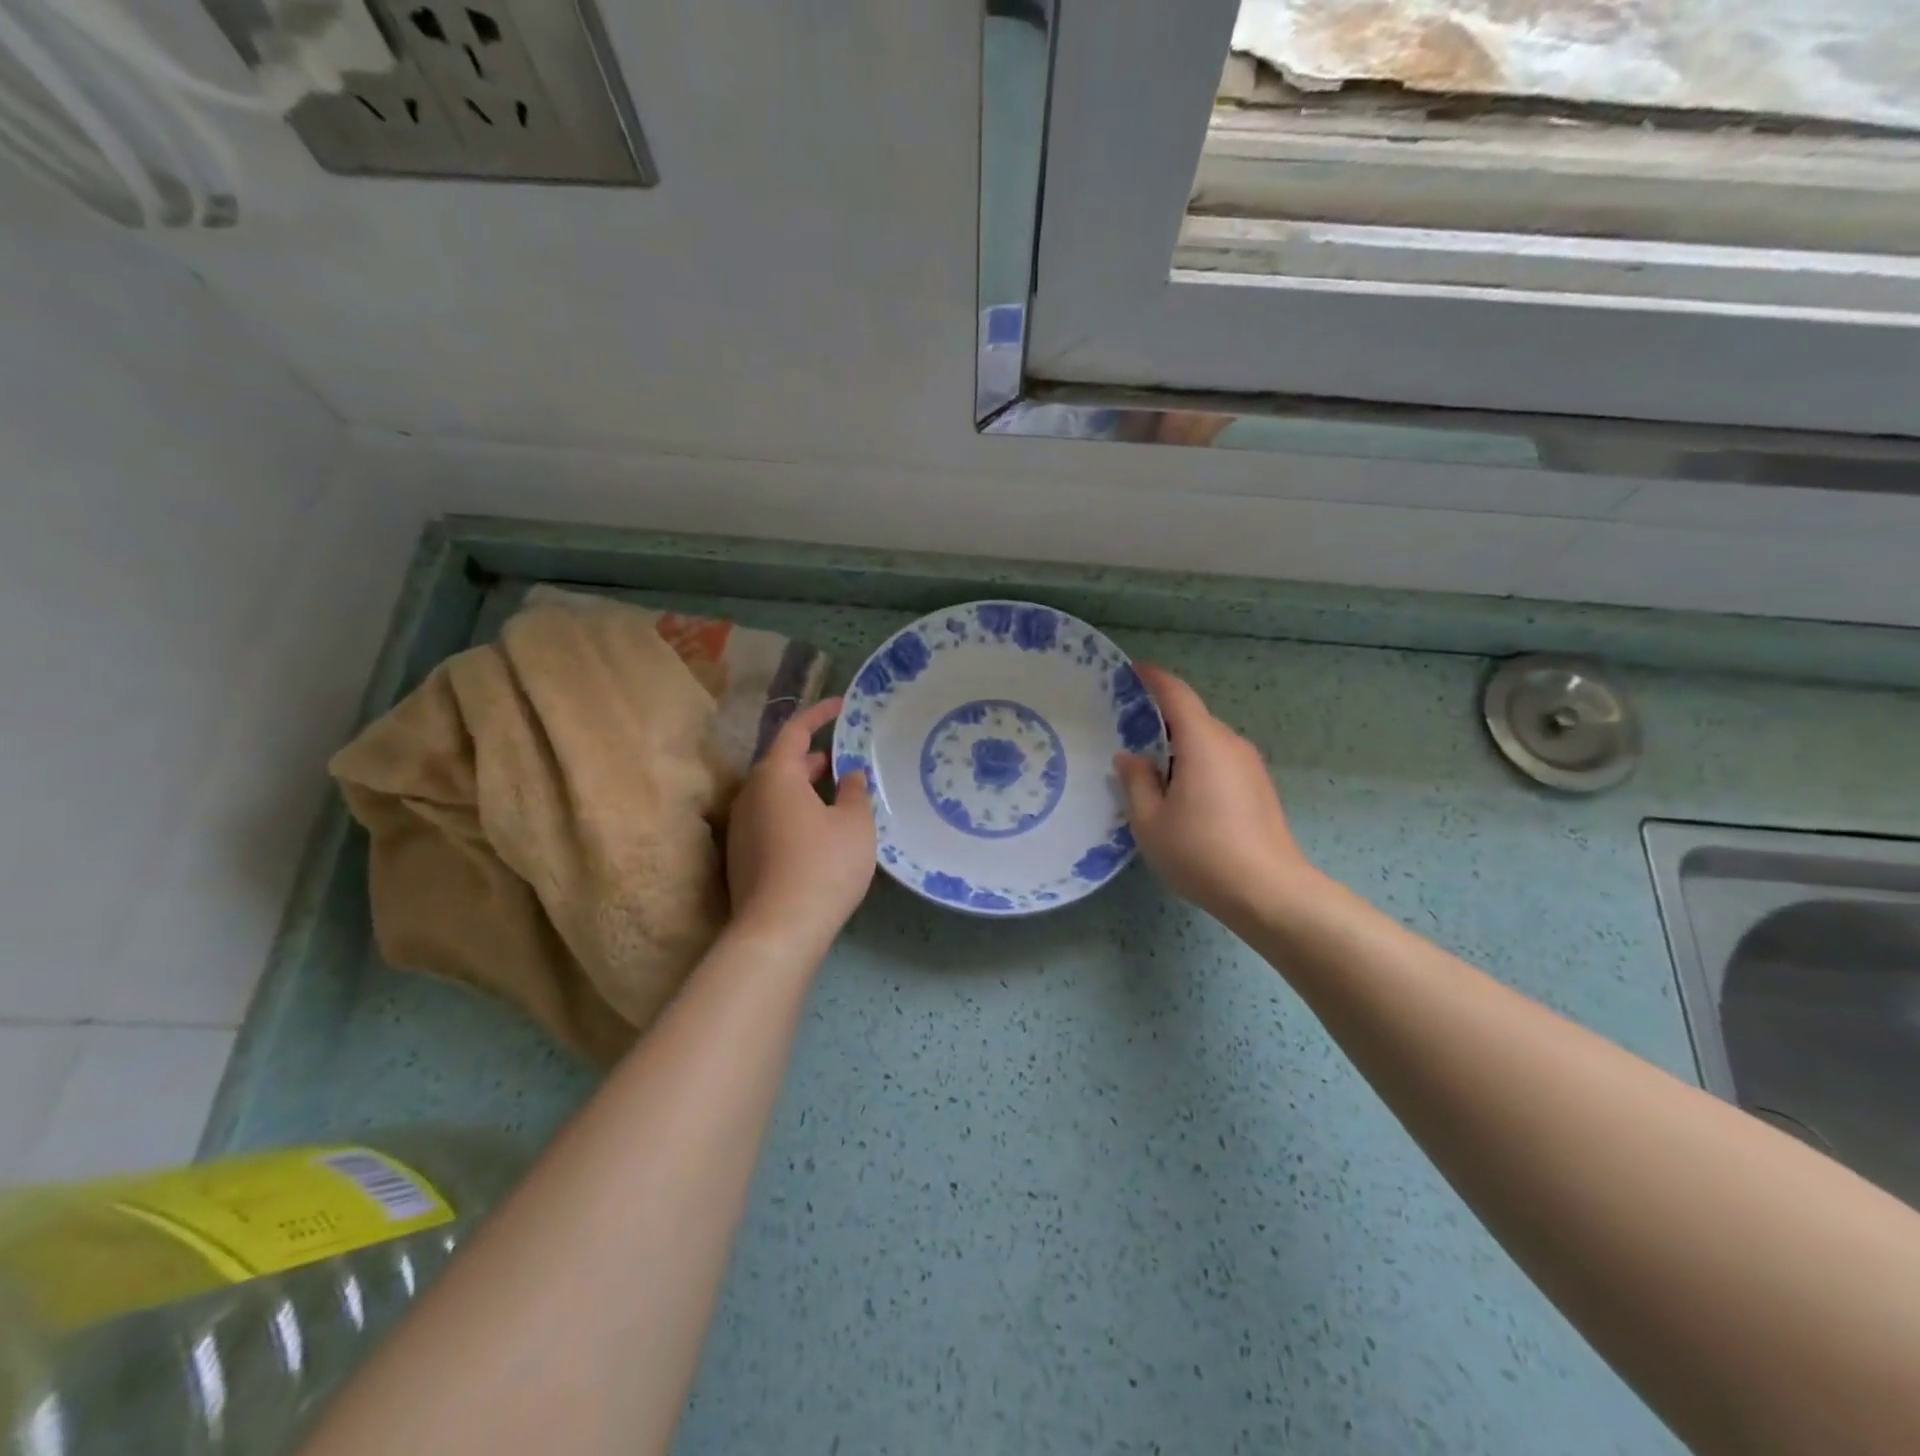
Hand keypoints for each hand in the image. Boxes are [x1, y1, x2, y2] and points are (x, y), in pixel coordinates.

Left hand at [725, 697, 875, 949]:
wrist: (778, 930)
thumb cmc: (823, 865)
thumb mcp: (855, 825)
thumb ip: (855, 792)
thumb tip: (850, 775)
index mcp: (776, 776)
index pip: (796, 731)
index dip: (820, 714)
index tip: (842, 705)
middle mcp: (751, 794)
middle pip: (782, 762)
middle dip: (814, 756)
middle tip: (845, 757)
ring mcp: (742, 826)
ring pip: (776, 792)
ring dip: (805, 786)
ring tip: (837, 792)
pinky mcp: (742, 855)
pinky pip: (771, 817)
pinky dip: (795, 811)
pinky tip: (819, 830)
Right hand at [1113, 665, 1315, 925]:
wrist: (1269, 892)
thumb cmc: (1200, 851)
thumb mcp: (1150, 821)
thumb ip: (1136, 782)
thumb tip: (1130, 758)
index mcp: (1202, 742)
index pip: (1177, 695)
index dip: (1153, 679)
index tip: (1132, 671)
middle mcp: (1231, 744)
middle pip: (1193, 718)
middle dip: (1162, 719)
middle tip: (1129, 732)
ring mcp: (1251, 766)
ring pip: (1208, 742)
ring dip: (1180, 746)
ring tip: (1152, 769)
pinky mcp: (1260, 788)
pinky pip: (1221, 761)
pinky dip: (1198, 764)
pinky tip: (1183, 795)